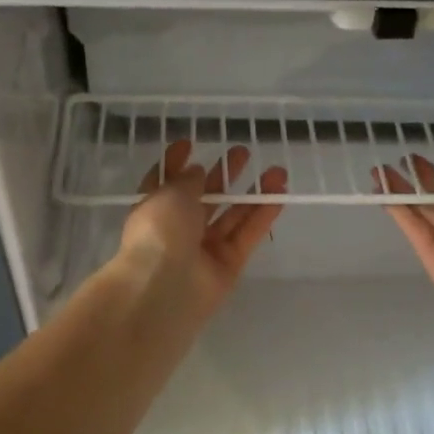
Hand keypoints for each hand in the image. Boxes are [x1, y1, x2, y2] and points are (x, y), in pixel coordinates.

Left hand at [118, 140, 286, 318]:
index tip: (189, 144)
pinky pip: (247, 236)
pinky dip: (263, 216)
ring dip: (252, 194)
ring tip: (276, 171)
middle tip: (242, 153)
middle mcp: (178, 229)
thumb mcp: (169, 194)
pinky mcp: (228, 266)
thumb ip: (187, 181)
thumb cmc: (158, 233)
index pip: (165, 183)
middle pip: (204, 199)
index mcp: (154, 210)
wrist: (163, 289)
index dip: (175, 163)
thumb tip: (198, 172)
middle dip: (222, 176)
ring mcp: (204, 250)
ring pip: (232, 217)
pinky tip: (279, 194)